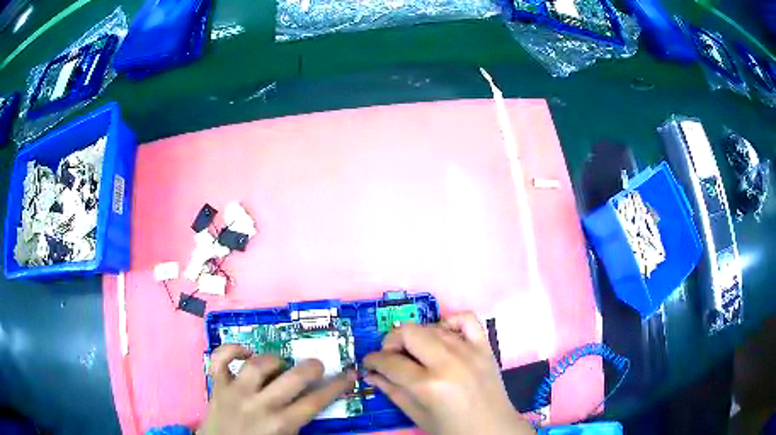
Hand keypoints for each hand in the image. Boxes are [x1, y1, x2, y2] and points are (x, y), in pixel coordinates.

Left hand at [199, 345, 355, 434]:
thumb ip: (300, 424)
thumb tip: (315, 403)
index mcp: (281, 424)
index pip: (316, 402)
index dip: (336, 387)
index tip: (348, 375)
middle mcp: (260, 405)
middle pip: (293, 379)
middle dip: (311, 368)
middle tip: (317, 365)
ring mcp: (236, 392)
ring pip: (258, 364)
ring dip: (273, 360)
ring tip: (280, 364)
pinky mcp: (217, 385)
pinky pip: (220, 359)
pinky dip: (231, 349)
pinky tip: (245, 351)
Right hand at [364, 313, 534, 434]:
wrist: (493, 429)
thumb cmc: (453, 429)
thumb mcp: (418, 416)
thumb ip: (392, 391)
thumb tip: (371, 374)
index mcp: (429, 385)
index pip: (390, 362)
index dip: (373, 360)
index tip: (369, 363)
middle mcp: (448, 362)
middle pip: (408, 332)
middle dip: (391, 342)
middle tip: (392, 358)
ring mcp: (470, 351)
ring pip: (432, 326)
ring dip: (417, 337)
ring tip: (416, 354)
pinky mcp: (485, 346)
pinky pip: (466, 318)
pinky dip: (450, 321)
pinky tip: (443, 336)